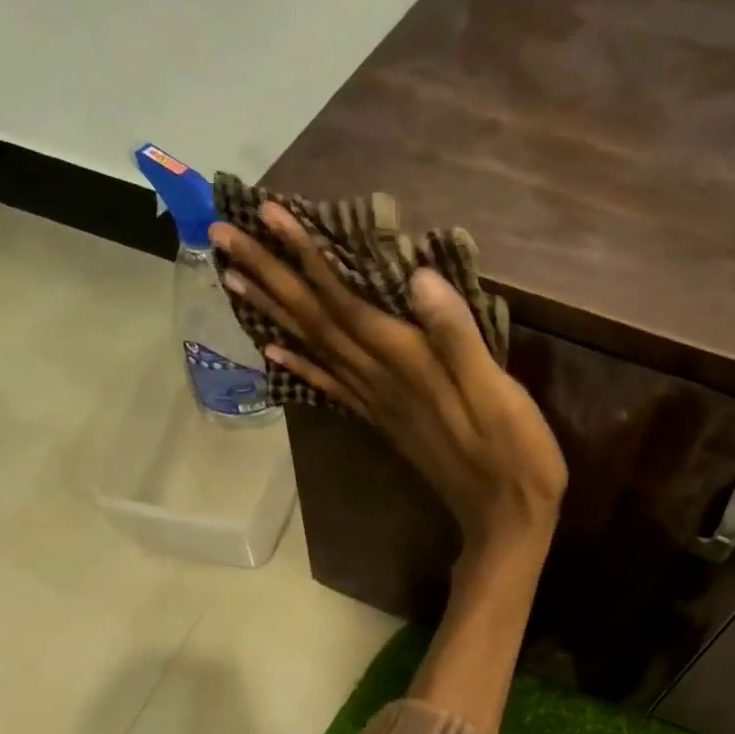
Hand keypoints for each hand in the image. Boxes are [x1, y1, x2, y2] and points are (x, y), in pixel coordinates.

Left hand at [210, 205, 567, 558]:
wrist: (504, 518)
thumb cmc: (514, 454)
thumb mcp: (497, 392)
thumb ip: (456, 336)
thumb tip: (417, 279)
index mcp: (408, 365)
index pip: (345, 302)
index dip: (307, 256)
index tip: (267, 215)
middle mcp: (380, 381)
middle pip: (315, 320)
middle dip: (270, 274)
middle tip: (221, 236)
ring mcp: (378, 404)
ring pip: (314, 348)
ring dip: (273, 311)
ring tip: (233, 279)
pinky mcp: (383, 422)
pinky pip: (331, 388)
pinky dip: (299, 366)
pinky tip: (272, 352)